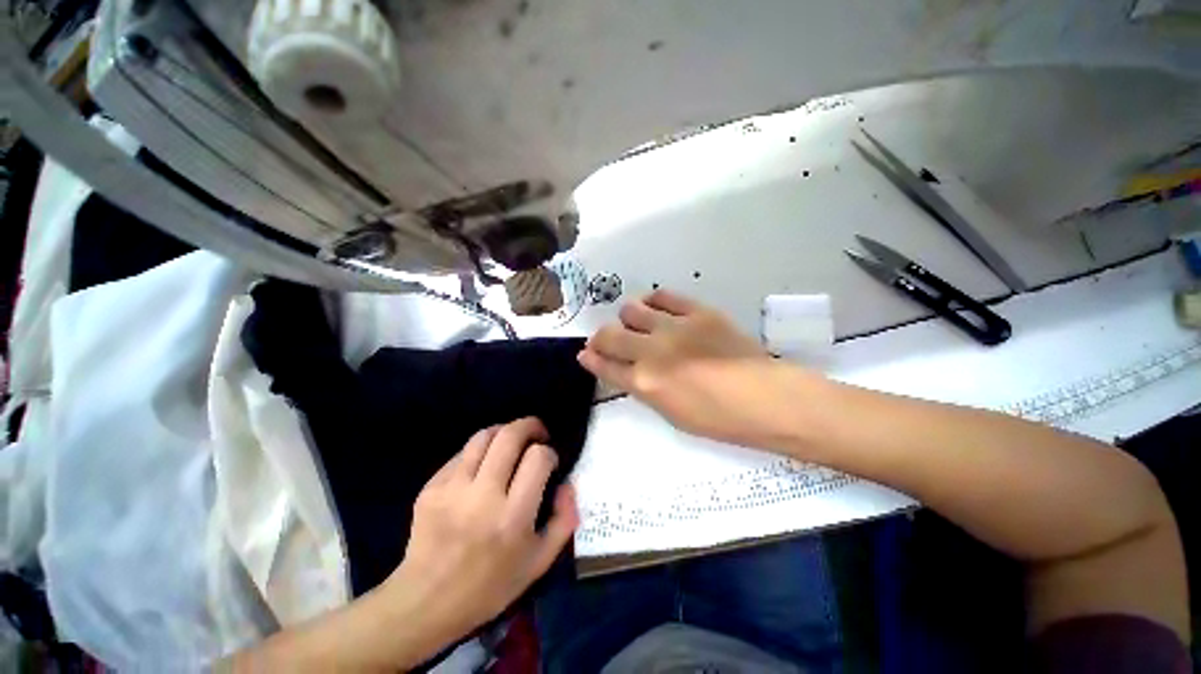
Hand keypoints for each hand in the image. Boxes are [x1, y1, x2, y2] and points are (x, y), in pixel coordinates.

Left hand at [384, 418, 576, 650]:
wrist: (426, 603)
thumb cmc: (490, 586)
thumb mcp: (539, 562)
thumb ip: (564, 519)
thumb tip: (567, 483)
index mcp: (513, 517)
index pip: (538, 458)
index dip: (549, 452)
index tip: (549, 462)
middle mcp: (483, 497)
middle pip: (510, 436)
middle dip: (530, 425)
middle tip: (537, 433)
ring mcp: (452, 489)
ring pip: (483, 436)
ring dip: (504, 431)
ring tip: (511, 442)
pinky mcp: (431, 488)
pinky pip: (461, 454)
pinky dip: (479, 452)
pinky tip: (482, 466)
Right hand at [579, 289, 803, 446]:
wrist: (767, 398)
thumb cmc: (718, 418)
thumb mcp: (671, 414)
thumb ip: (643, 389)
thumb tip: (624, 371)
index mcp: (645, 384)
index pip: (605, 365)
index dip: (591, 359)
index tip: (585, 353)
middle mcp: (652, 352)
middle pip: (609, 335)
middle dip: (600, 338)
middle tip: (607, 340)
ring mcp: (674, 328)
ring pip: (631, 310)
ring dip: (627, 319)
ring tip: (638, 326)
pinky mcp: (697, 311)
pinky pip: (663, 296)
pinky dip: (653, 301)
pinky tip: (656, 309)